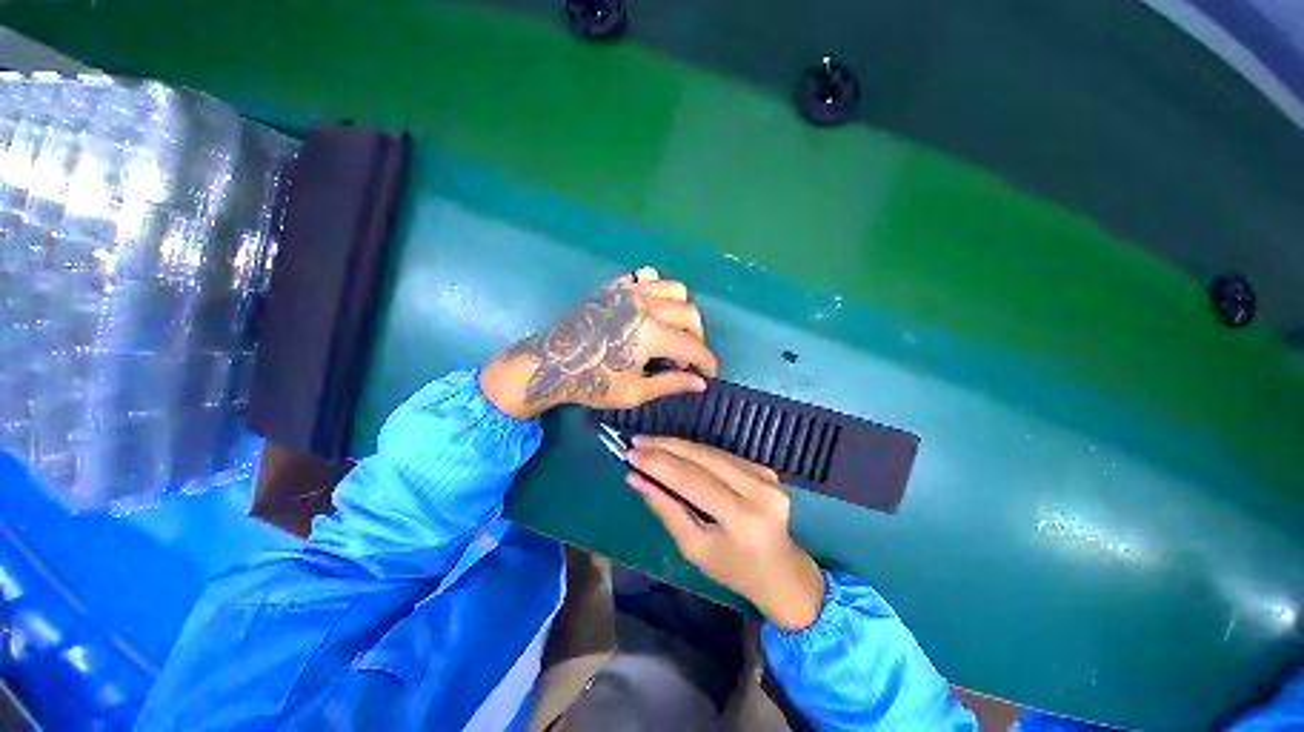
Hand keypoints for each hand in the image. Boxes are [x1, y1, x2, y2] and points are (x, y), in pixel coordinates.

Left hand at [480, 267, 717, 418]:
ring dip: (681, 312)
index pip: (692, 345)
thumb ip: (671, 383)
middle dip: (697, 338)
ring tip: (672, 331)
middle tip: (686, 359)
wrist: (552, 364)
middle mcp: (645, 305)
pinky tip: (651, 308)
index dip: (707, 361)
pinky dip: (658, 290)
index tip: (710, 373)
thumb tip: (701, 383)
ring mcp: (629, 291)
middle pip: (690, 313)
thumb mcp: (635, 392)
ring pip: (674, 289)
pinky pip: (647, 277)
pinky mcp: (615, 287)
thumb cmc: (592, 383)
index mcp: (651, 333)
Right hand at [626, 436, 824, 630]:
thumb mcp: (694, 548)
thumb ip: (665, 509)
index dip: (660, 464)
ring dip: (678, 445)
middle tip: (636, 442)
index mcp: (743, 518)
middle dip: (666, 447)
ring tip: (649, 443)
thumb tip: (635, 478)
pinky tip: (674, 449)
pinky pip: (721, 455)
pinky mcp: (765, 468)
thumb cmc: (734, 569)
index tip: (631, 453)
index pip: (693, 480)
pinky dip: (695, 451)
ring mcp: (766, 476)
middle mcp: (759, 490)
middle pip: (703, 458)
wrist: (782, 571)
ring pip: (711, 451)